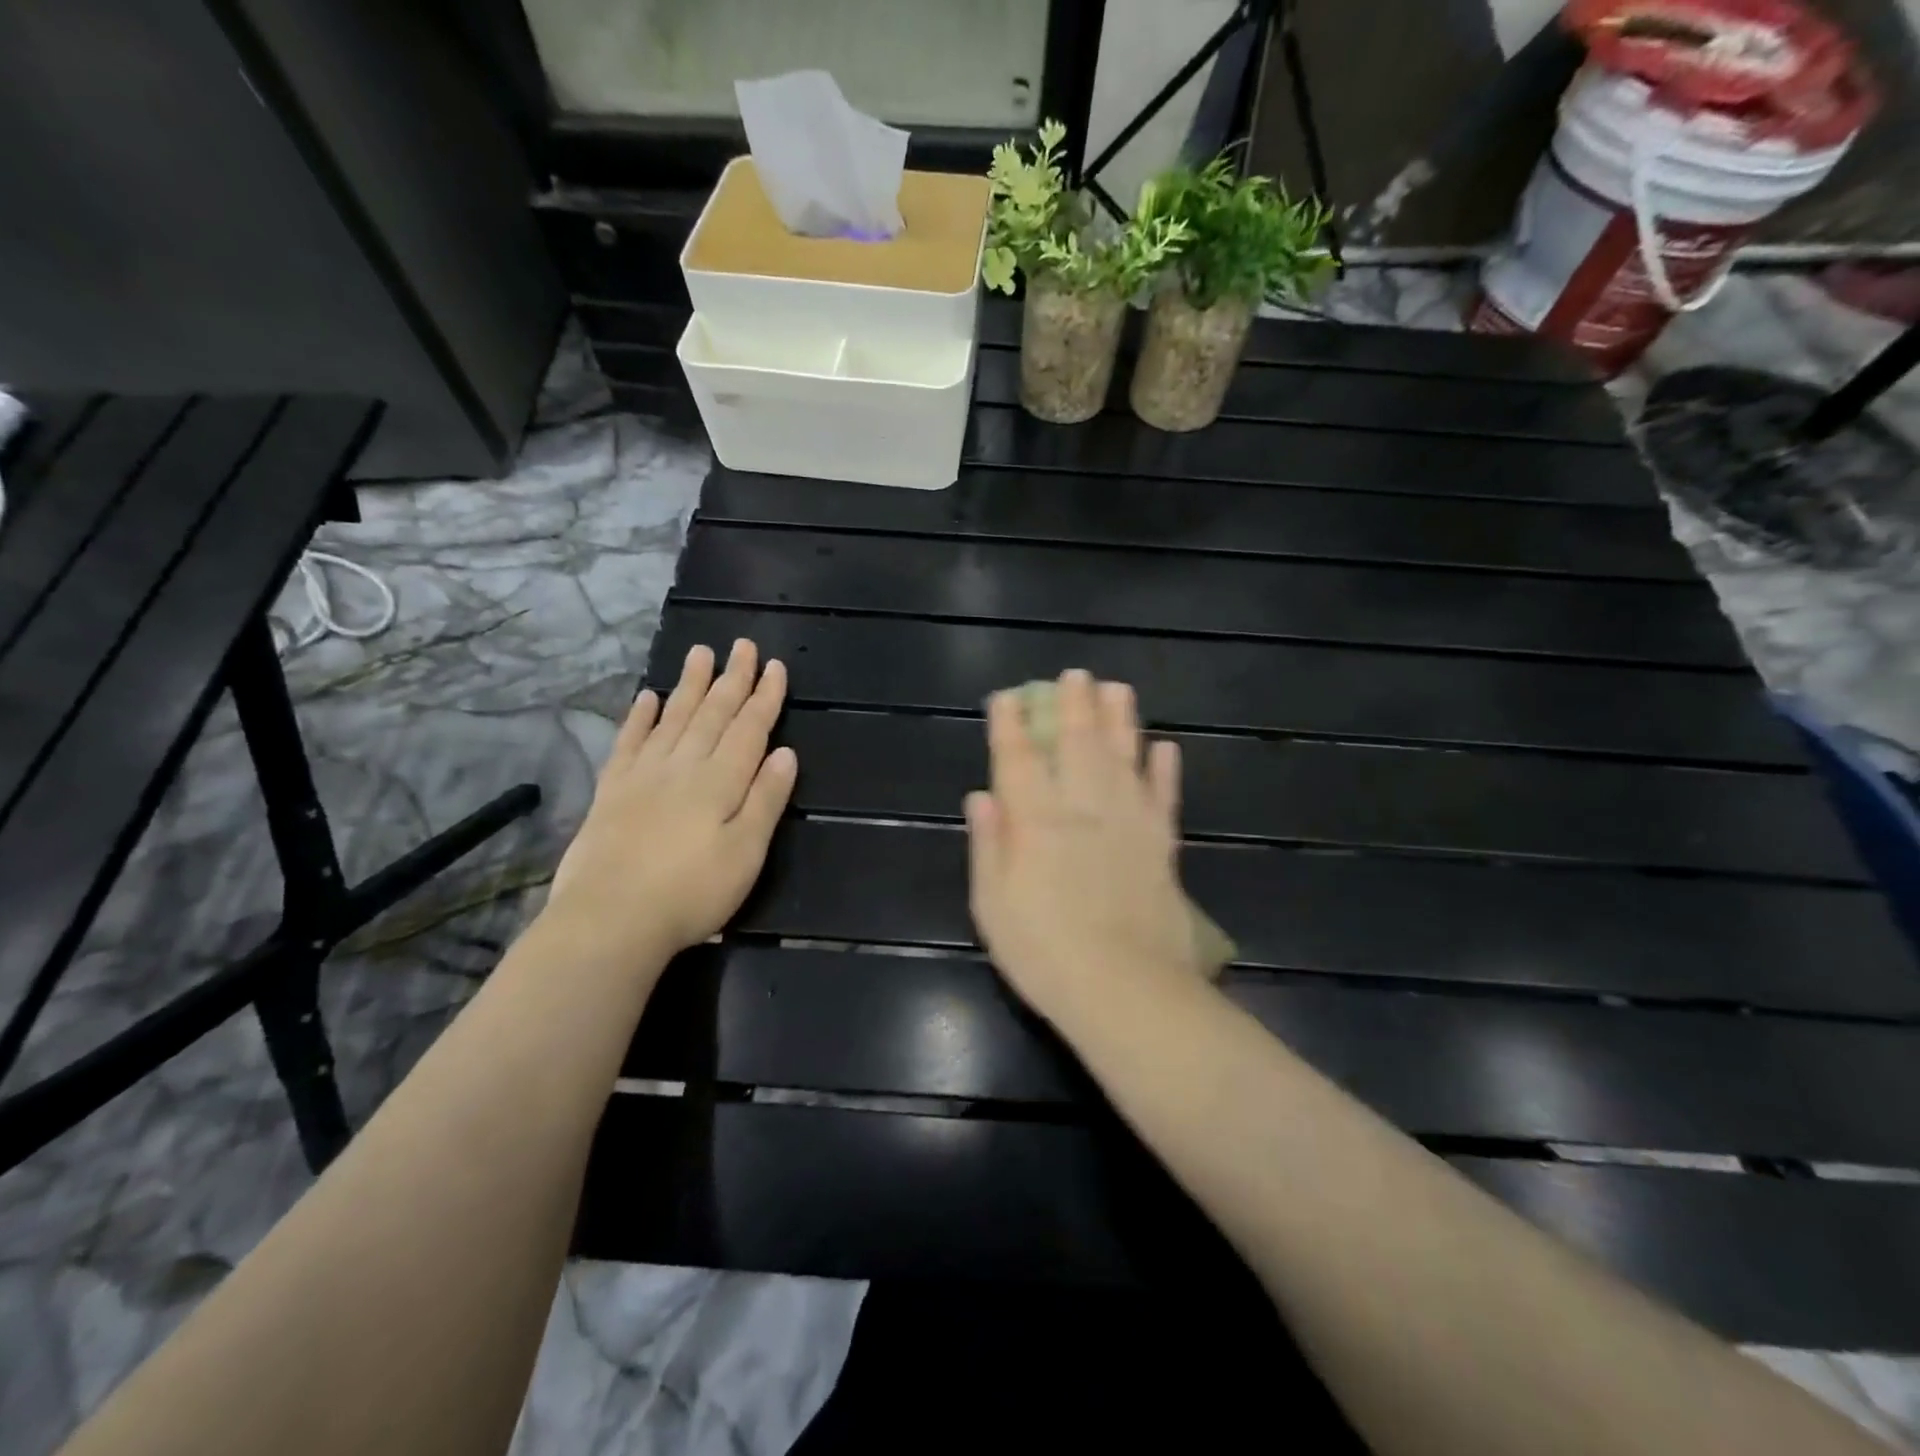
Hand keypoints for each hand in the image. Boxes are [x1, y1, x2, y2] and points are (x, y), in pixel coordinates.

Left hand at [545, 639, 796, 966]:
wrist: (611, 919)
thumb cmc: (692, 892)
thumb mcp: (746, 852)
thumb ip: (765, 799)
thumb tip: (786, 753)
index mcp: (721, 781)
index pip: (749, 729)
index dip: (765, 697)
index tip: (776, 666)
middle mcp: (683, 766)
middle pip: (712, 714)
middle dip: (732, 679)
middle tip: (742, 644)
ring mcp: (644, 775)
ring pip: (673, 718)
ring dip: (690, 684)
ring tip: (700, 653)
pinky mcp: (612, 791)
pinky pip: (629, 742)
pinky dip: (640, 717)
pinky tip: (647, 697)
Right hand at [965, 670, 1198, 1031]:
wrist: (1124, 990)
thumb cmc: (1044, 952)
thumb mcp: (992, 905)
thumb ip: (988, 844)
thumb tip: (982, 795)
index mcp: (1036, 821)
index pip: (1019, 759)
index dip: (1011, 724)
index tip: (1008, 697)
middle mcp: (1084, 808)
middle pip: (1078, 744)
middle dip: (1072, 705)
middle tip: (1073, 674)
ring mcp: (1129, 823)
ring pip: (1124, 757)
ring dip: (1120, 720)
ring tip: (1116, 689)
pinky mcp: (1162, 845)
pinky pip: (1164, 796)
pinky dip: (1165, 770)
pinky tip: (1165, 747)